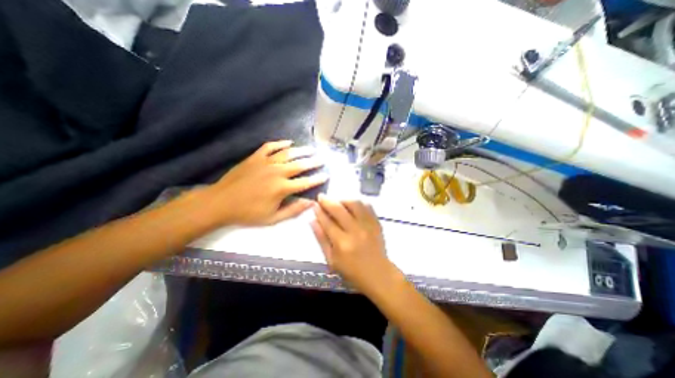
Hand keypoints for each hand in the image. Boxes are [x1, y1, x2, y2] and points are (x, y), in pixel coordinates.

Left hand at [208, 140, 329, 225]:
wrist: (220, 203)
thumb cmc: (247, 213)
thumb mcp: (272, 218)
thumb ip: (293, 210)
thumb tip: (311, 203)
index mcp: (281, 188)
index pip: (305, 182)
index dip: (318, 179)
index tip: (326, 175)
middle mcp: (276, 172)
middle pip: (300, 165)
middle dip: (314, 162)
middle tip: (323, 159)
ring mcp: (265, 162)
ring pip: (288, 153)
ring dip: (302, 151)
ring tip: (311, 149)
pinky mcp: (255, 157)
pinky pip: (270, 146)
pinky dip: (281, 143)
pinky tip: (289, 142)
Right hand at [311, 194, 399, 294]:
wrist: (378, 274)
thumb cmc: (352, 271)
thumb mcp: (331, 260)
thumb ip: (321, 239)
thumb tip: (312, 221)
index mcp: (342, 243)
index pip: (327, 222)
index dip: (319, 211)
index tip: (314, 204)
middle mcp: (355, 231)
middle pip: (339, 209)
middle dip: (328, 201)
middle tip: (322, 197)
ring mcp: (368, 226)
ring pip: (354, 204)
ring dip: (343, 199)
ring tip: (337, 201)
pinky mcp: (376, 223)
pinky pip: (368, 206)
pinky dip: (358, 202)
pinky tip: (352, 204)